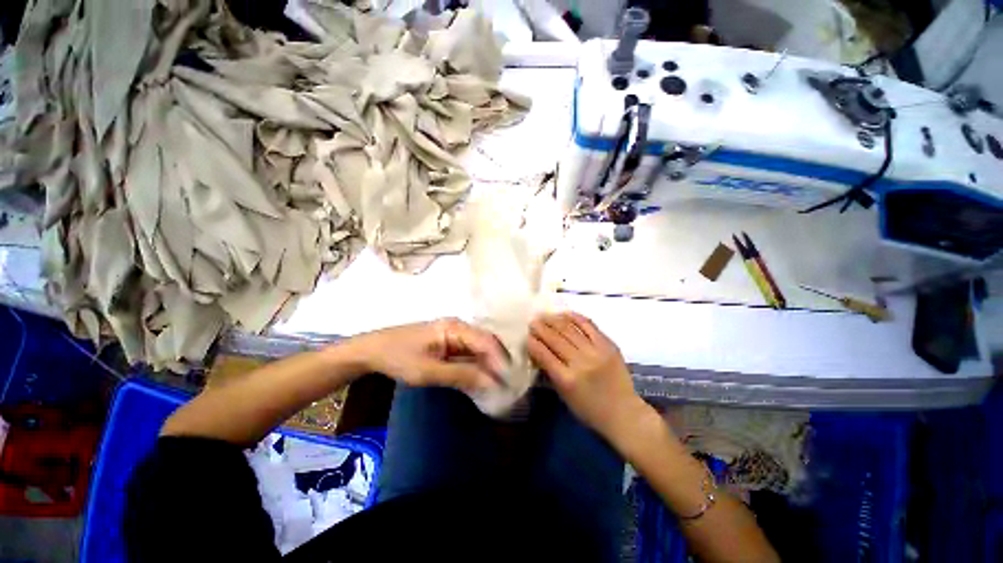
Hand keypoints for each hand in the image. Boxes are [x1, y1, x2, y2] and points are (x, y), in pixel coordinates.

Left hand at [347, 318, 507, 392]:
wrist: (372, 350)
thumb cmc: (398, 357)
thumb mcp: (429, 370)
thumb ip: (461, 375)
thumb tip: (492, 382)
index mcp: (455, 327)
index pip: (486, 342)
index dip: (500, 361)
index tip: (509, 382)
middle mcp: (459, 326)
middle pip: (486, 343)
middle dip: (498, 363)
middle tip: (508, 384)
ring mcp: (454, 333)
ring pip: (479, 348)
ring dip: (489, 365)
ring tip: (499, 384)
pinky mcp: (449, 342)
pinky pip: (469, 352)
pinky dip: (477, 365)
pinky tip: (481, 378)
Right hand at [528, 312, 648, 439]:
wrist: (624, 413)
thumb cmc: (589, 409)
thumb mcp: (564, 395)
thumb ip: (550, 371)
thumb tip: (538, 350)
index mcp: (566, 380)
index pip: (544, 354)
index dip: (533, 342)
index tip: (527, 335)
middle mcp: (580, 362)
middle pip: (555, 339)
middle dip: (541, 328)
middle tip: (533, 321)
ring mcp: (596, 351)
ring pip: (570, 329)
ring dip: (554, 320)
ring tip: (545, 315)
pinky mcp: (608, 345)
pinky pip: (589, 325)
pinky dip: (575, 317)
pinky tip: (565, 314)